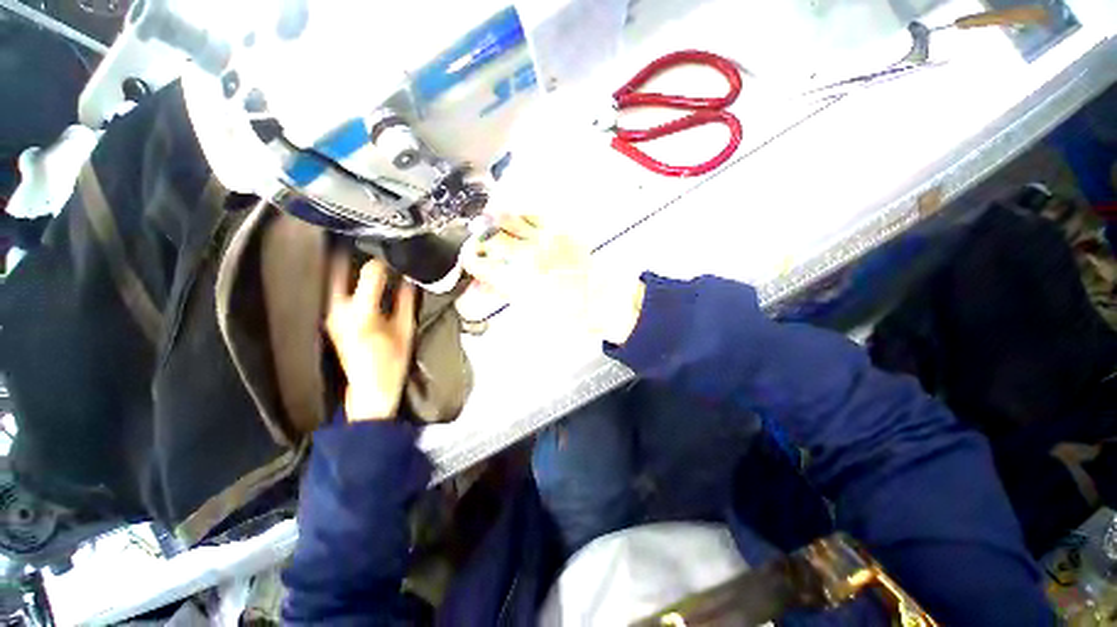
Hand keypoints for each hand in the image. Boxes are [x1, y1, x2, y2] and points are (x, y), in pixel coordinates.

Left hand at [325, 257, 415, 421]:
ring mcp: (331, 315)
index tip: (392, 255)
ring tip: (362, 255)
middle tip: (366, 242)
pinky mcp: (330, 320)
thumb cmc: (392, 360)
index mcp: (363, 312)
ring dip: (346, 265)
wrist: (369, 387)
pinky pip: (334, 292)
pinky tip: (356, 276)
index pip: (370, 273)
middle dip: (351, 254)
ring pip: (333, 279)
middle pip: (338, 270)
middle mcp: (339, 309)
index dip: (382, 262)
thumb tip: (408, 279)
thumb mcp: (406, 329)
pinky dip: (344, 280)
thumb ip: (406, 301)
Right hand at [461, 214, 644, 344]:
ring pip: (509, 219)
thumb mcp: (531, 310)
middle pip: (491, 238)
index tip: (468, 261)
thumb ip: (504, 293)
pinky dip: (519, 215)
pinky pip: (533, 215)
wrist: (603, 299)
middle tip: (476, 246)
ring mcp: (544, 238)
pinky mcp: (559, 230)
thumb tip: (483, 284)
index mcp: (519, 279)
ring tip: (488, 225)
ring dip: (494, 222)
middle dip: (478, 241)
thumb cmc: (568, 313)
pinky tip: (515, 220)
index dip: (469, 261)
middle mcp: (528, 253)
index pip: (482, 263)